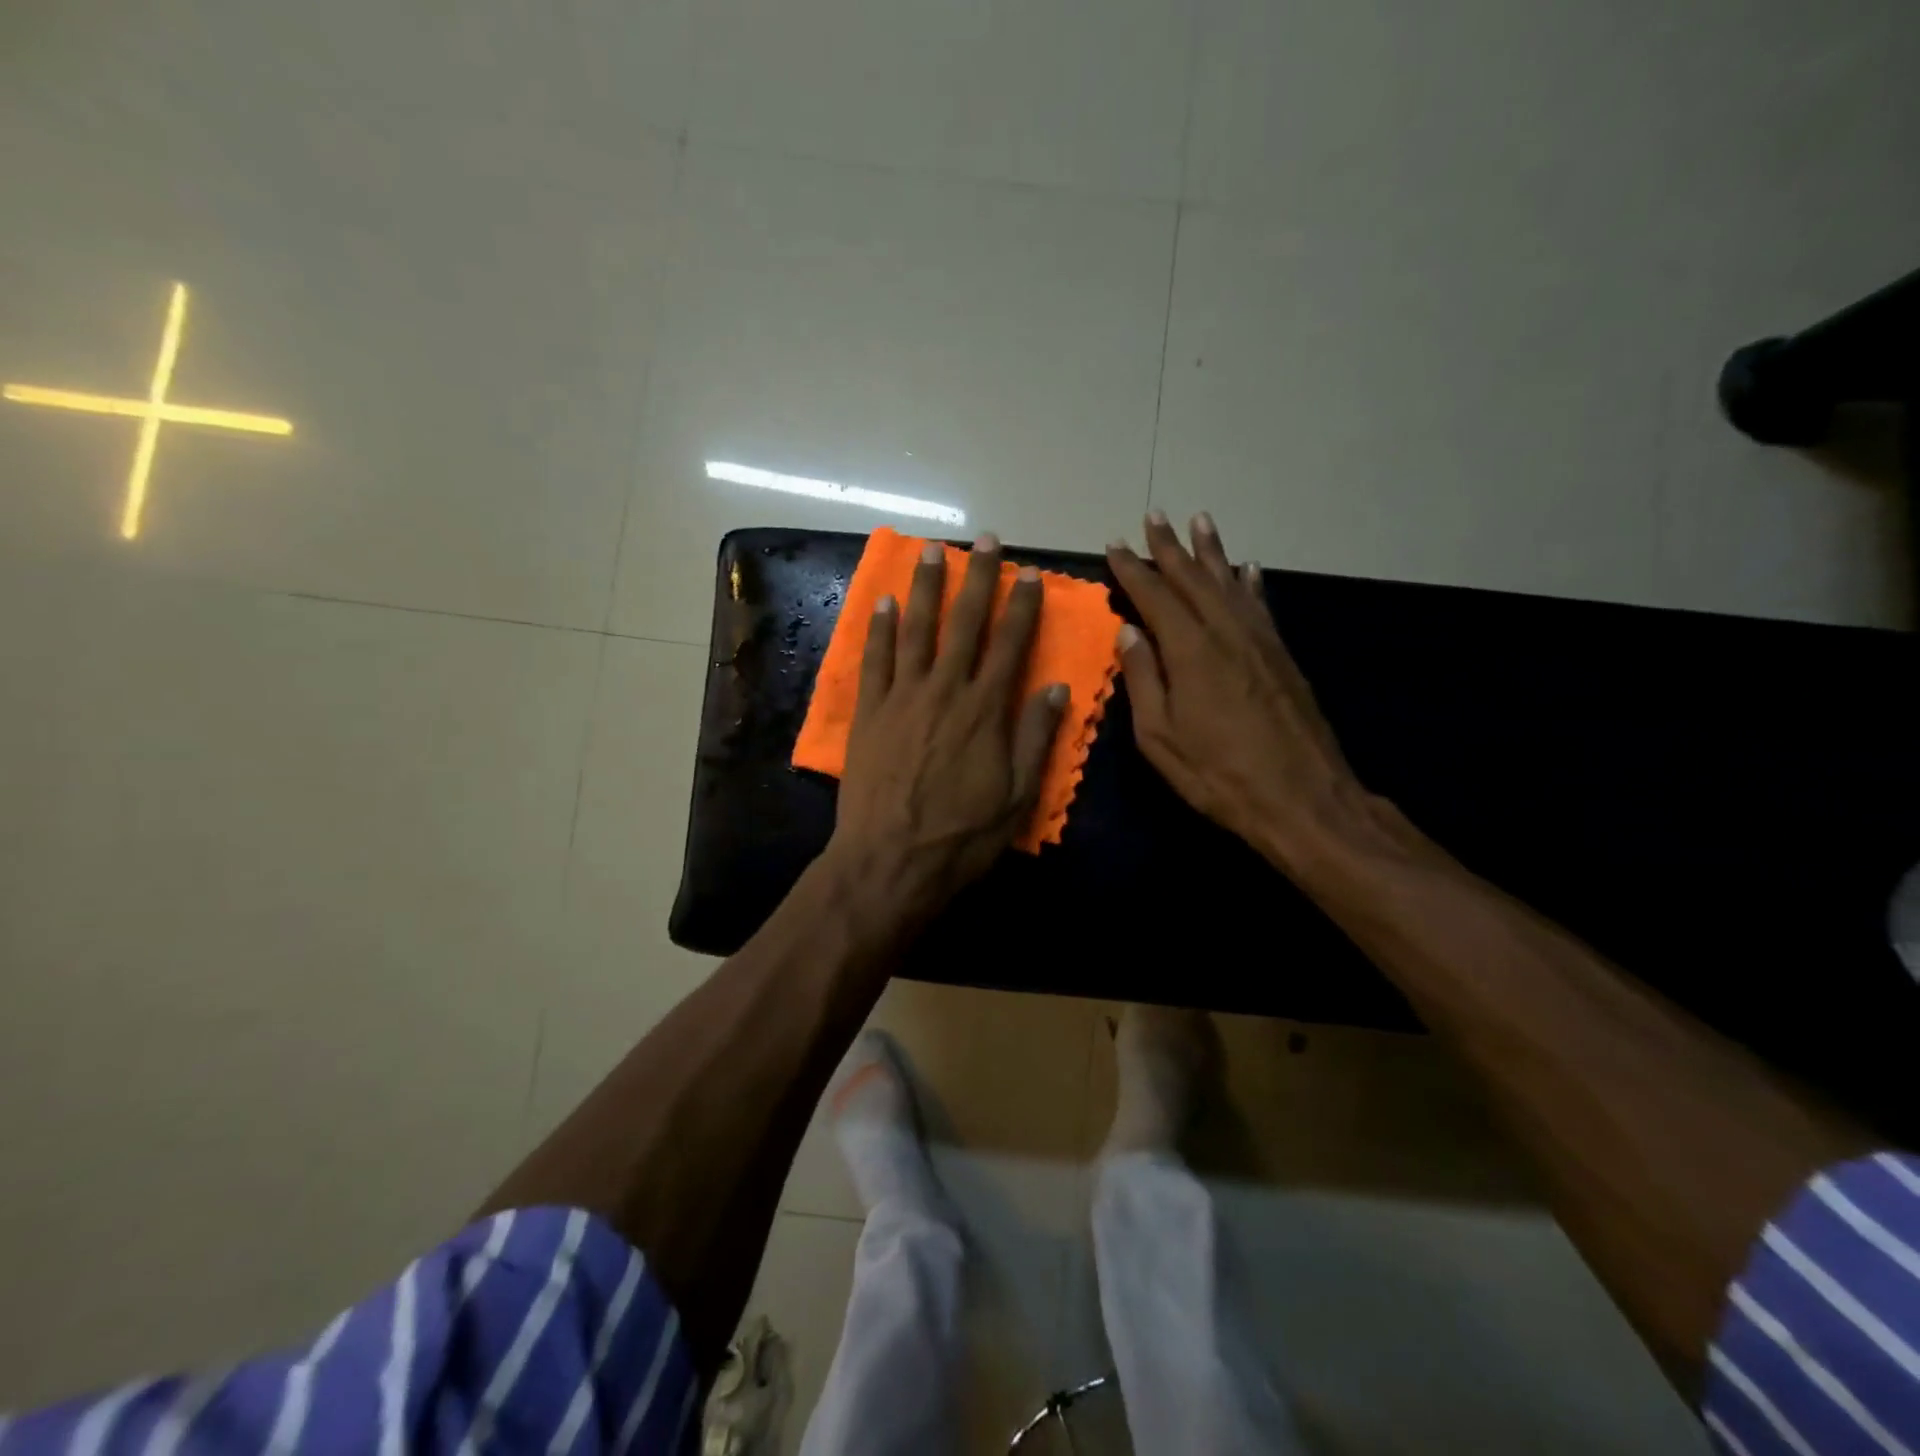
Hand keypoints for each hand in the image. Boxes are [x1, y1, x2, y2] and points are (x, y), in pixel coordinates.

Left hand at [827, 533, 1067, 916]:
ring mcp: (902, 697)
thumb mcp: (1017, 796)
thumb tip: (1055, 686)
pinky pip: (875, 660)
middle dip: (977, 578)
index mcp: (986, 709)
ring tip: (931, 551)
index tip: (1029, 573)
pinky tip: (883, 603)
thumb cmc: (961, 836)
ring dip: (925, 588)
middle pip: (965, 624)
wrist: (890, 861)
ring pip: (916, 630)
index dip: (1022, 606)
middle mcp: (945, 690)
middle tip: (985, 540)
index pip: (1010, 644)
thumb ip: (1036, 737)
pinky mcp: (868, 712)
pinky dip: (880, 629)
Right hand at [1106, 511, 1365, 865]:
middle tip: (1155, 516)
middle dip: (1170, 547)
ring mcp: (1259, 641)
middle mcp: (1226, 632)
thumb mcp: (1160, 737)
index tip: (1114, 545)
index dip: (1132, 569)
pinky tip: (1247, 569)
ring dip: (1212, 551)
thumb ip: (1143, 680)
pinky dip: (1250, 583)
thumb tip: (1129, 633)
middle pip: (1193, 578)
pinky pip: (1261, 605)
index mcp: (1190, 651)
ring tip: (1200, 521)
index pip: (1155, 597)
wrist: (1301, 796)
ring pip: (1230, 582)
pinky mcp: (1282, 655)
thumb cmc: (1218, 773)